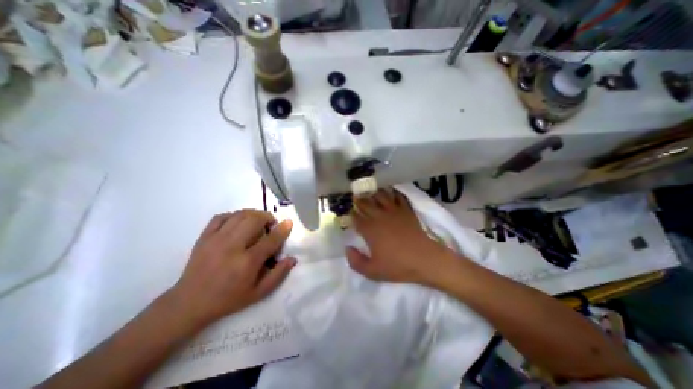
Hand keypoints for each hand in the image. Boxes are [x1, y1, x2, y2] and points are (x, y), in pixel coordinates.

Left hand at [171, 210, 297, 325]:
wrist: (189, 303)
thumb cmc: (229, 299)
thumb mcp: (258, 293)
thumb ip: (278, 275)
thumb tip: (292, 259)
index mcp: (247, 262)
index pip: (270, 239)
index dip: (282, 229)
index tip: (288, 222)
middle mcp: (232, 247)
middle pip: (254, 220)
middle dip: (267, 217)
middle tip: (270, 225)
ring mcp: (216, 239)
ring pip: (240, 215)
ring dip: (253, 214)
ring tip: (257, 222)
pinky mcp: (204, 237)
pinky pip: (221, 217)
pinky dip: (234, 215)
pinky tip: (239, 223)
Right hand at [347, 189, 454, 285]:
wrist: (424, 259)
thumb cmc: (397, 265)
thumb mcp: (373, 271)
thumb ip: (356, 261)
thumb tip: (347, 249)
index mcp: (370, 229)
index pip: (356, 218)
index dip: (350, 214)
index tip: (348, 212)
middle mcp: (379, 216)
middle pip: (366, 203)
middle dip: (359, 200)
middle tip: (355, 196)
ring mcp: (394, 211)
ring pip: (380, 196)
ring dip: (374, 193)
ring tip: (370, 191)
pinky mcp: (406, 210)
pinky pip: (398, 197)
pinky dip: (393, 193)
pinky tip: (390, 192)